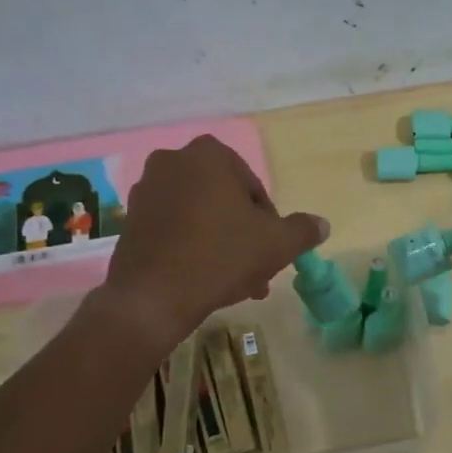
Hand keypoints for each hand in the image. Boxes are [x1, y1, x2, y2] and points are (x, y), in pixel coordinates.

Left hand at [99, 135, 327, 349]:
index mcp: (208, 155)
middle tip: (256, 269)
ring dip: (220, 244)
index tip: (272, 248)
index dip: (268, 219)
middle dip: (242, 234)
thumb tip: (322, 224)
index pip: (252, 185)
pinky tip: (204, 280)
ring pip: (199, 217)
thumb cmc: (221, 257)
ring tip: (235, 282)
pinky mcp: (129, 220)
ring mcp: (145, 191)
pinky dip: (190, 248)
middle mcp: (172, 162)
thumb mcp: (276, 244)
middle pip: (223, 200)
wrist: (152, 297)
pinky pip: (173, 230)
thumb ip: (302, 230)